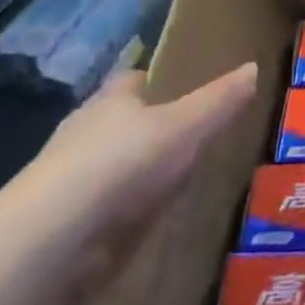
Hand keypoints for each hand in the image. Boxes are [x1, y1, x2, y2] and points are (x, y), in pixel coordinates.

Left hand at [12, 63, 257, 292]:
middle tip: (181, 140)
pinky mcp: (55, 226)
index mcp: (111, 100)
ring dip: (126, 176)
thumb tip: (254, 67)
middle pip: (117, 122)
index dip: (154, 81)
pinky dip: (113, 217)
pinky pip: (94, 211)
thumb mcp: (186, 126)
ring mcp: (63, 181)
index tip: (178, 88)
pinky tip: (136, 229)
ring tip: (165, 188)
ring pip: (103, 167)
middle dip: (142, 129)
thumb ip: (219, 101)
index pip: (133, 80)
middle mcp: (82, 132)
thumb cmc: (123, 161)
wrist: (51, 237)